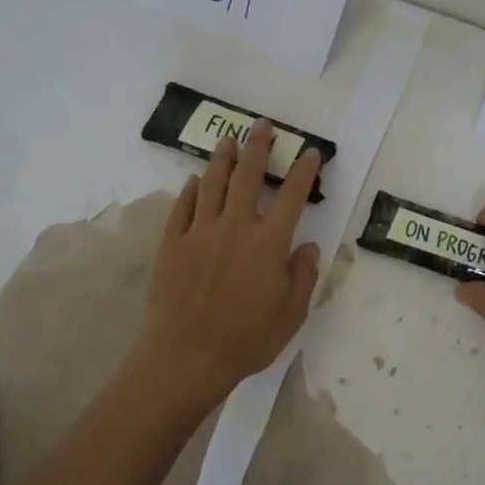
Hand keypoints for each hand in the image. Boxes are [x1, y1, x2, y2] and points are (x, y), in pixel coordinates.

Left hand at [133, 119, 321, 406]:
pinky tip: (194, 180)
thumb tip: (308, 247)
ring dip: (222, 159)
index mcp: (270, 242)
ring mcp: (200, 232)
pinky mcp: (173, 245)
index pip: (292, 196)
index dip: (304, 172)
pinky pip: (183, 208)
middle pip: (247, 176)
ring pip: (212, 184)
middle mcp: (236, 227)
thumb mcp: (292, 313)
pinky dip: (191, 190)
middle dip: (258, 148)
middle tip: (262, 126)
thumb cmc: (248, 338)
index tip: (311, 153)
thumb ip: (303, 275)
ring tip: (228, 141)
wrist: (186, 357)